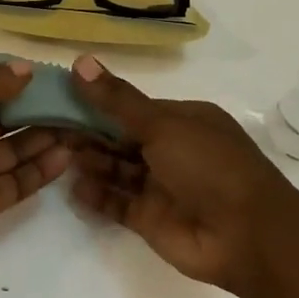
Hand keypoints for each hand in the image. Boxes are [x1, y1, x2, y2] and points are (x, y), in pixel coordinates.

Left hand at [0, 60, 73, 290]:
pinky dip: (41, 168)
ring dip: (43, 135)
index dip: (8, 79)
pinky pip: (18, 180)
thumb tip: (24, 70)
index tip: (45, 74)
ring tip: (79, 123)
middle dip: (32, 106)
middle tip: (72, 98)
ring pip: (13, 146)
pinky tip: (66, 155)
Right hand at [68, 54, 298, 294]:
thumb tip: (80, 61)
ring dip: (92, 162)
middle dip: (90, 134)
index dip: (98, 103)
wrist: (248, 236)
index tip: (62, 98)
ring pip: (118, 170)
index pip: (133, 108)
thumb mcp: (162, 124)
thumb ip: (117, 99)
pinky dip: (97, 196)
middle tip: (50, 128)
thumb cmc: (209, 166)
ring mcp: (162, 187)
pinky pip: (118, 204)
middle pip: (122, 139)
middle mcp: (173, 151)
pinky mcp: (152, 220)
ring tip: (59, 155)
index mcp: (183, 121)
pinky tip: (73, 188)